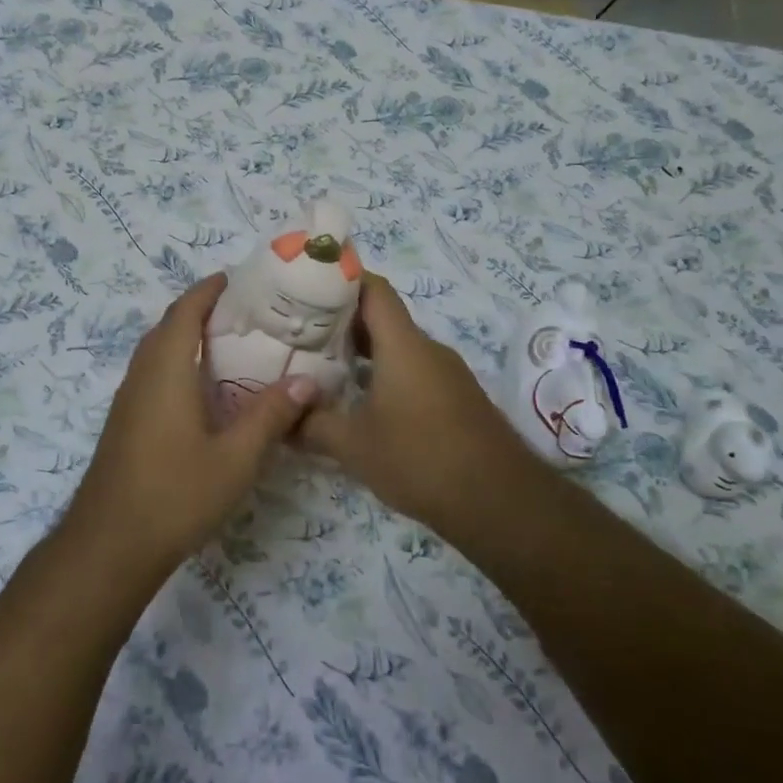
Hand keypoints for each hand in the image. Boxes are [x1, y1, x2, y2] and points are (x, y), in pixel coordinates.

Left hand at [60, 274, 319, 583]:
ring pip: (159, 350)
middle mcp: (142, 373)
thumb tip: (308, 382)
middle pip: (171, 325)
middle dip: (204, 310)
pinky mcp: (126, 421)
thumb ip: (270, 416)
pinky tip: (208, 391)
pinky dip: (180, 363)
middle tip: (250, 313)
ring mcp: (129, 398)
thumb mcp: (235, 458)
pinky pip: (155, 373)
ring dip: (190, 337)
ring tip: (236, 345)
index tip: (243, 280)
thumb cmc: (175, 495)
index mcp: (166, 368)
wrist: (109, 546)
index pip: (186, 309)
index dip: (211, 289)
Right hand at [302, 273, 528, 532]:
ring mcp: (446, 374)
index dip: (341, 279)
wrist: (501, 502)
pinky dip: (384, 374)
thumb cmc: (421, 459)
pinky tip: (361, 401)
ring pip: (398, 347)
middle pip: (383, 317)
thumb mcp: (354, 445)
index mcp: (403, 345)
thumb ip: (313, 425)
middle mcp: (427, 350)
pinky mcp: (456, 398)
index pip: (373, 289)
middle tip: (301, 332)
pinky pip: (413, 371)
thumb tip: (281, 418)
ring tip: (323, 366)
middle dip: (341, 320)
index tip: (307, 286)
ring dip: (362, 351)